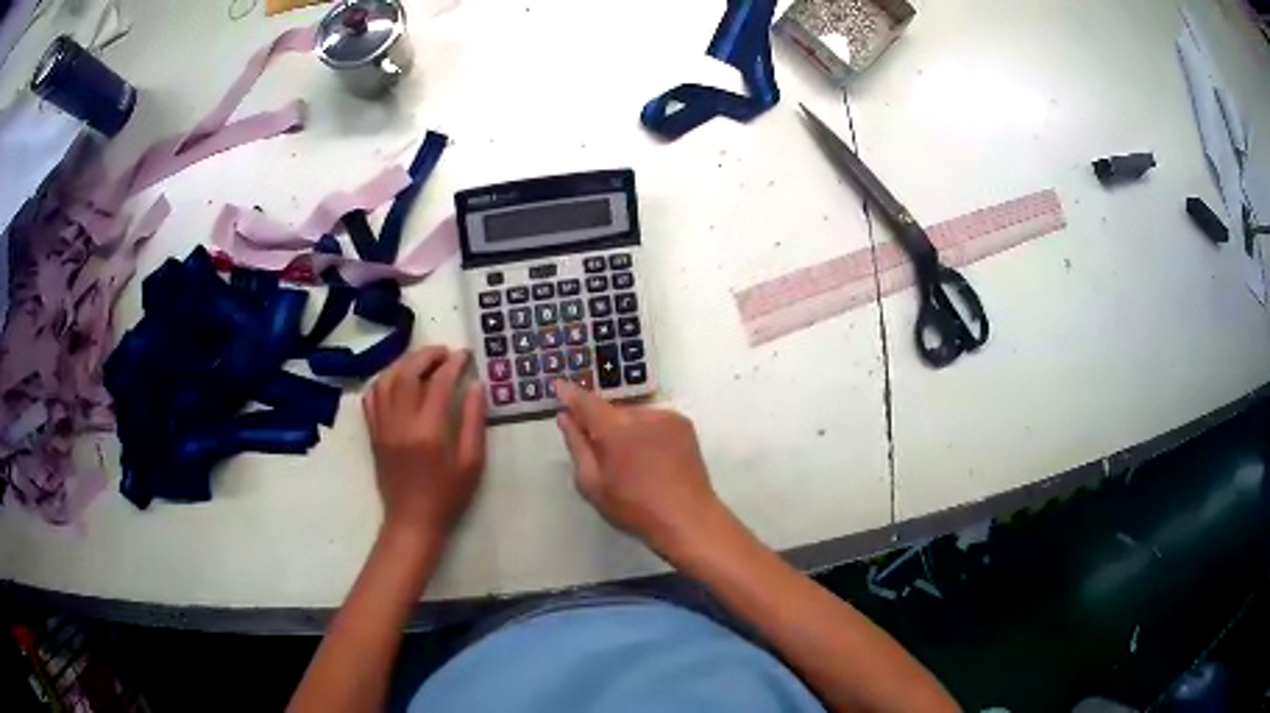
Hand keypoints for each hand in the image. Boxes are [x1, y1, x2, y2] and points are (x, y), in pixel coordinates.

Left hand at [363, 347, 485, 539]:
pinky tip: (397, 380)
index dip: (453, 364)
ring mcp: (383, 427)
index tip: (465, 356)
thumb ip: (473, 421)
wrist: (413, 521)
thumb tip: (476, 386)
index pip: (439, 383)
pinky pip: (371, 397)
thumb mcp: (471, 462)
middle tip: (444, 353)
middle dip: (426, 356)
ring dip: (404, 363)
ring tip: (422, 361)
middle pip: (407, 373)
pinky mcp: (373, 433)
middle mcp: (401, 423)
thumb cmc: (447, 496)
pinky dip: (383, 381)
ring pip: (386, 380)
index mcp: (429, 431)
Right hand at [554, 381, 723, 556]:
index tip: (558, 386)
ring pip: (633, 415)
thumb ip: (577, 446)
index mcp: (617, 430)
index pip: (587, 403)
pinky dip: (645, 431)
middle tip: (597, 448)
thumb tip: (565, 417)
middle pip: (611, 410)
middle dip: (600, 423)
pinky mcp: (684, 424)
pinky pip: (653, 420)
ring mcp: (668, 417)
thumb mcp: (594, 484)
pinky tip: (649, 456)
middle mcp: (643, 415)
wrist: (688, 518)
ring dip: (624, 427)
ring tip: (627, 459)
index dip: (571, 395)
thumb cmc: (635, 508)